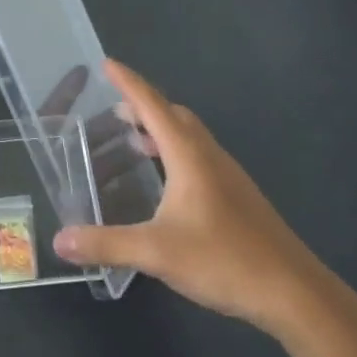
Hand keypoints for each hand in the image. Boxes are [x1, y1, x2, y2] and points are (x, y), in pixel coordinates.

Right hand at [51, 61, 343, 338]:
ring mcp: (229, 176)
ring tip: (135, 141)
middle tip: (115, 110)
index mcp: (189, 155)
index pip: (153, 106)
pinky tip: (167, 184)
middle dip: (144, 105)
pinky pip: (200, 156)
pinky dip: (176, 153)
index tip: (107, 62)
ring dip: (162, 129)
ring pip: (190, 136)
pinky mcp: (239, 197)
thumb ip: (106, 244)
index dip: (128, 83)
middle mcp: (209, 156)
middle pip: (174, 115)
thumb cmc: (225, 261)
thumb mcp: (156, 253)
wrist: (296, 294)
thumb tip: (60, 241)